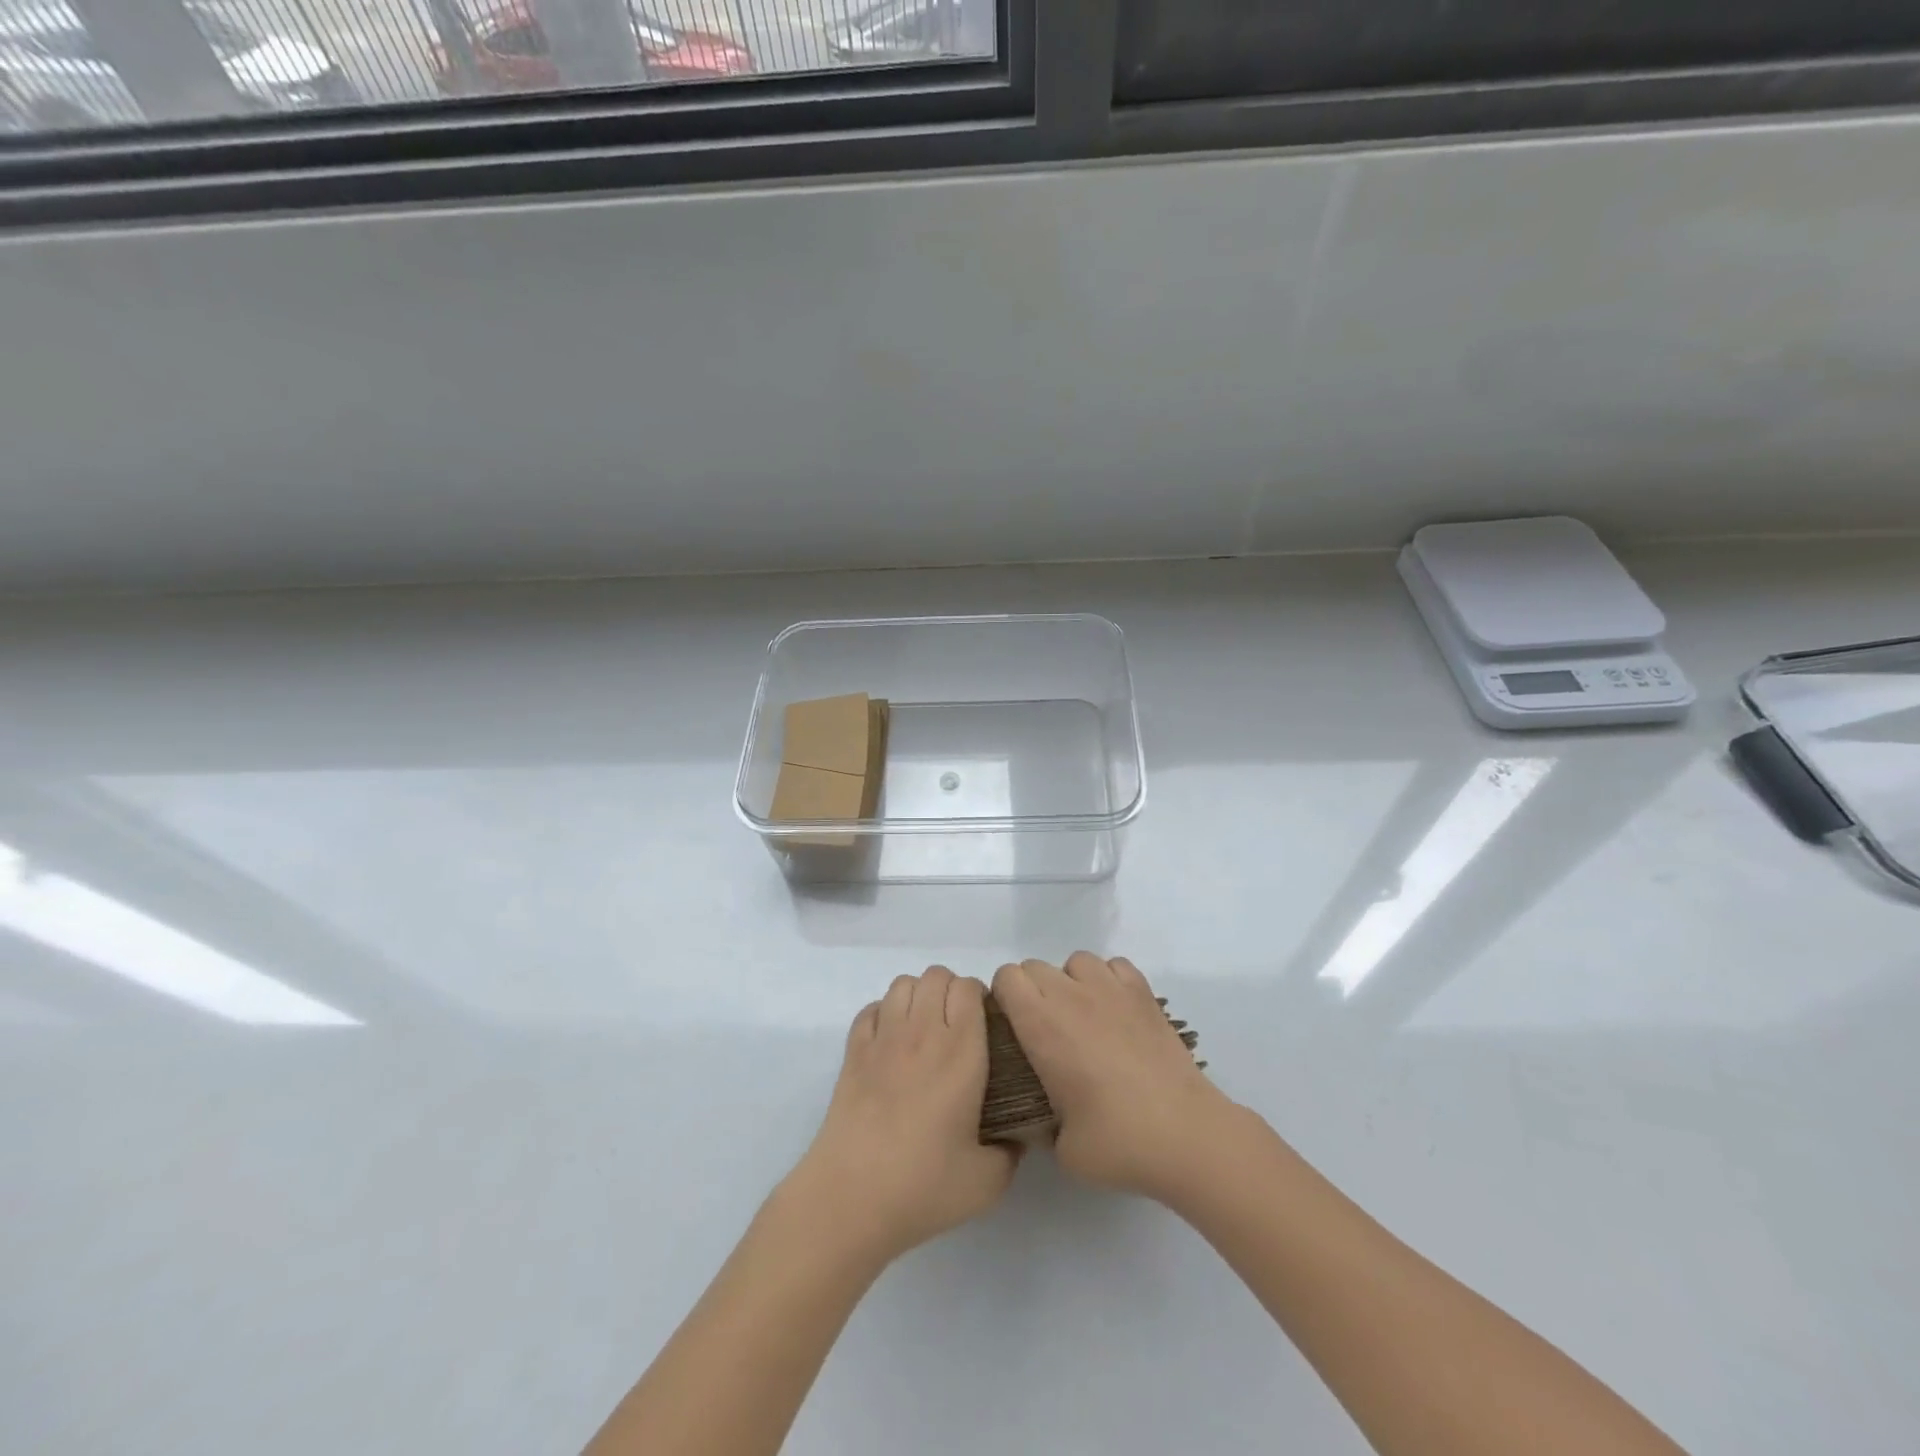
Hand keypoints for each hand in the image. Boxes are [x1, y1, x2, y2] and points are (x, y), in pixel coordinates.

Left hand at [785, 967, 1018, 1266]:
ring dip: (918, 996)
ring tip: (924, 1029)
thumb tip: (1016, 1137)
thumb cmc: (923, 1186)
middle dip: (951, 990)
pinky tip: (891, 1043)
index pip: (969, 988)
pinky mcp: (853, 1052)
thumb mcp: (987, 1181)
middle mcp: (922, 1032)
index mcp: (960, 1051)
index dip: (980, 998)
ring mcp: (883, 1038)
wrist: (851, 1197)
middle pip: (936, 975)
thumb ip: (1010, 1152)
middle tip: (957, 1027)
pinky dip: (884, 1014)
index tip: (986, 1025)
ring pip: (902, 984)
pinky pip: (871, 1009)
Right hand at [992, 952, 1234, 1201]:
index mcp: (1041, 1025)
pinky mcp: (1144, 993)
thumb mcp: (1061, 1148)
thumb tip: (1037, 1118)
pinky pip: (1114, 965)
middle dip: (1032, 992)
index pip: (1006, 978)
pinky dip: (1108, 980)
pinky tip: (1115, 1011)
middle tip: (1046, 1032)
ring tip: (1083, 1018)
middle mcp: (1071, 996)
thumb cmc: (1118, 1142)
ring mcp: (1111, 989)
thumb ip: (1040, 1123)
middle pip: (1035, 967)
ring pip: (1075, 961)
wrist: (1186, 1135)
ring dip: (1071, 982)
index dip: (1004, 998)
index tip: (1012, 1028)